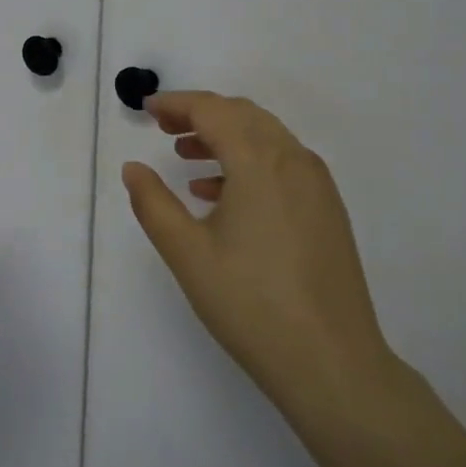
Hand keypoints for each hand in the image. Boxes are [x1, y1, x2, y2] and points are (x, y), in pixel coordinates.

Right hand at [122, 91, 396, 417]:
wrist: (332, 363)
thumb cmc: (250, 303)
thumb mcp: (186, 252)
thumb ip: (152, 202)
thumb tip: (133, 168)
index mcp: (260, 163)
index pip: (213, 110)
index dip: (176, 103)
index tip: (146, 109)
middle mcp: (294, 161)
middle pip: (243, 115)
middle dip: (200, 113)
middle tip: (163, 127)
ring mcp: (317, 186)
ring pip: (266, 137)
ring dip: (225, 135)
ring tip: (186, 156)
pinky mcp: (327, 210)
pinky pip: (283, 163)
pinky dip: (248, 161)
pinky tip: (220, 194)